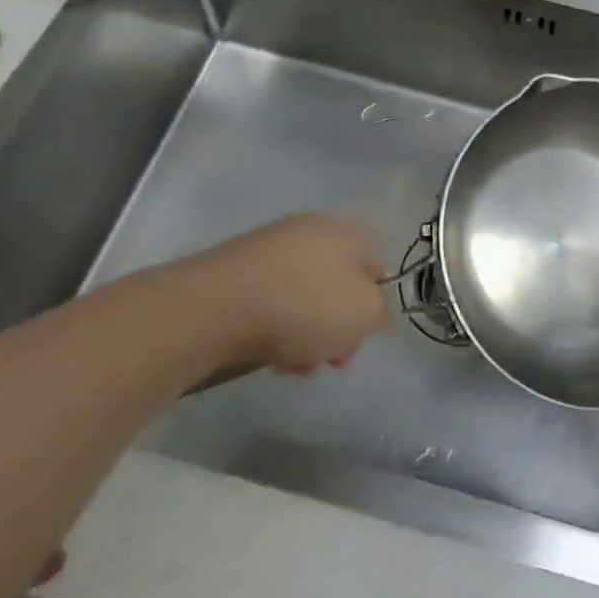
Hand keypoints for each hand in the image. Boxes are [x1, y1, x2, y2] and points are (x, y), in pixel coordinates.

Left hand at [194, 213, 393, 372]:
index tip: (366, 336)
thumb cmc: (305, 306)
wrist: (215, 307)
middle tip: (336, 360)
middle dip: (341, 326)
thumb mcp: (366, 313)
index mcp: (347, 231)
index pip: (378, 263)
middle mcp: (312, 230)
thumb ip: (382, 308)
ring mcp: (272, 248)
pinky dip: (279, 327)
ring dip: (310, 333)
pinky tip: (272, 358)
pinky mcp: (239, 270)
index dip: (378, 302)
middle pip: (340, 283)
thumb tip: (374, 305)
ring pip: (306, 295)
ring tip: (299, 367)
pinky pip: (273, 300)